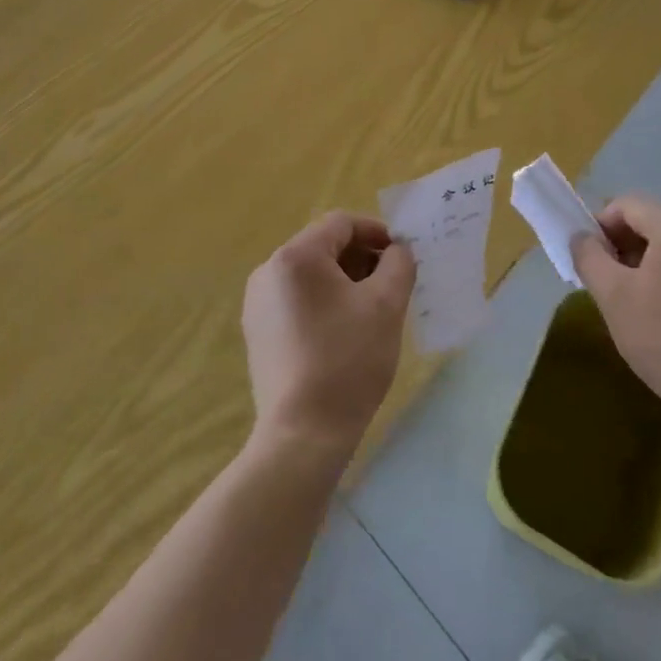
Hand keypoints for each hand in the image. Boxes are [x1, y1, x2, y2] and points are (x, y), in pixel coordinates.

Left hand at [242, 211, 415, 456]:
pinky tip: (346, 331)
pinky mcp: (258, 332)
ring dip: (345, 280)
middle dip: (362, 258)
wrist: (302, 436)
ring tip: (372, 309)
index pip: (342, 223)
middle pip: (324, 246)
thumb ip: (398, 263)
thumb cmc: (348, 361)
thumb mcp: (386, 305)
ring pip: (311, 274)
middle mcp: (268, 271)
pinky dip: (324, 302)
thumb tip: (397, 250)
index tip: (402, 256)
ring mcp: (258, 303)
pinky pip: (297, 299)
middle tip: (392, 284)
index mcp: (296, 256)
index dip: (376, 232)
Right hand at [570, 194, 660, 421]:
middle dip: (625, 243)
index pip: (627, 206)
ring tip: (637, 297)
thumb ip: (588, 255)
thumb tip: (582, 237)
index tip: (592, 260)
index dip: (601, 226)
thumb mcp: (612, 296)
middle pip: (652, 221)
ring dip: (648, 258)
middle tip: (610, 280)